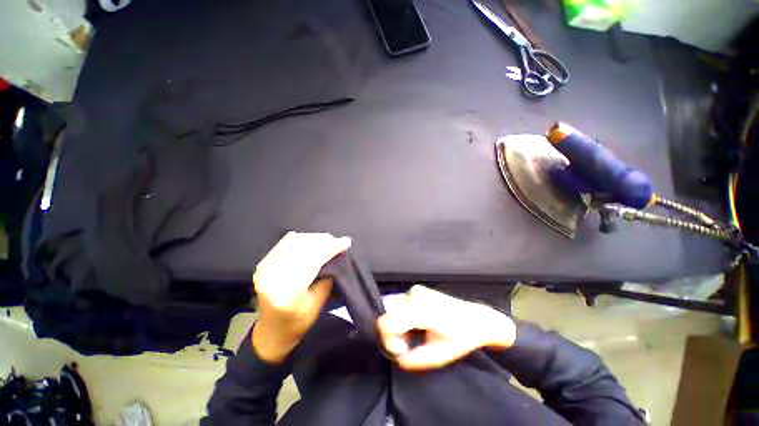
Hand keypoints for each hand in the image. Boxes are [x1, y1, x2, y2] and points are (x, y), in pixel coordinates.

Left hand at [252, 232, 351, 362]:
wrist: (271, 330)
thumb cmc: (298, 321)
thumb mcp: (319, 302)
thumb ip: (328, 276)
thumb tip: (337, 254)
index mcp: (287, 293)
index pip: (312, 261)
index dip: (331, 248)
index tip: (346, 242)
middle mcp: (272, 277)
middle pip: (302, 248)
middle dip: (323, 241)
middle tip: (337, 241)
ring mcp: (265, 268)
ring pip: (294, 242)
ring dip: (313, 238)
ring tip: (327, 241)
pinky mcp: (263, 263)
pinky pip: (285, 243)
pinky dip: (301, 239)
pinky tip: (311, 242)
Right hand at [377, 285, 515, 370]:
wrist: (476, 318)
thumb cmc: (461, 338)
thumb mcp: (438, 356)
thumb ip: (413, 359)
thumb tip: (396, 356)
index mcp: (421, 310)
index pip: (386, 323)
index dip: (389, 341)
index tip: (403, 350)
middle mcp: (414, 295)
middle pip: (387, 317)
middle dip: (394, 334)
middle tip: (410, 344)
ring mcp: (415, 289)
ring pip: (392, 311)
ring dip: (398, 326)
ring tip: (416, 334)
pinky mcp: (416, 289)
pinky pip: (399, 305)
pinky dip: (402, 318)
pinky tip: (417, 324)